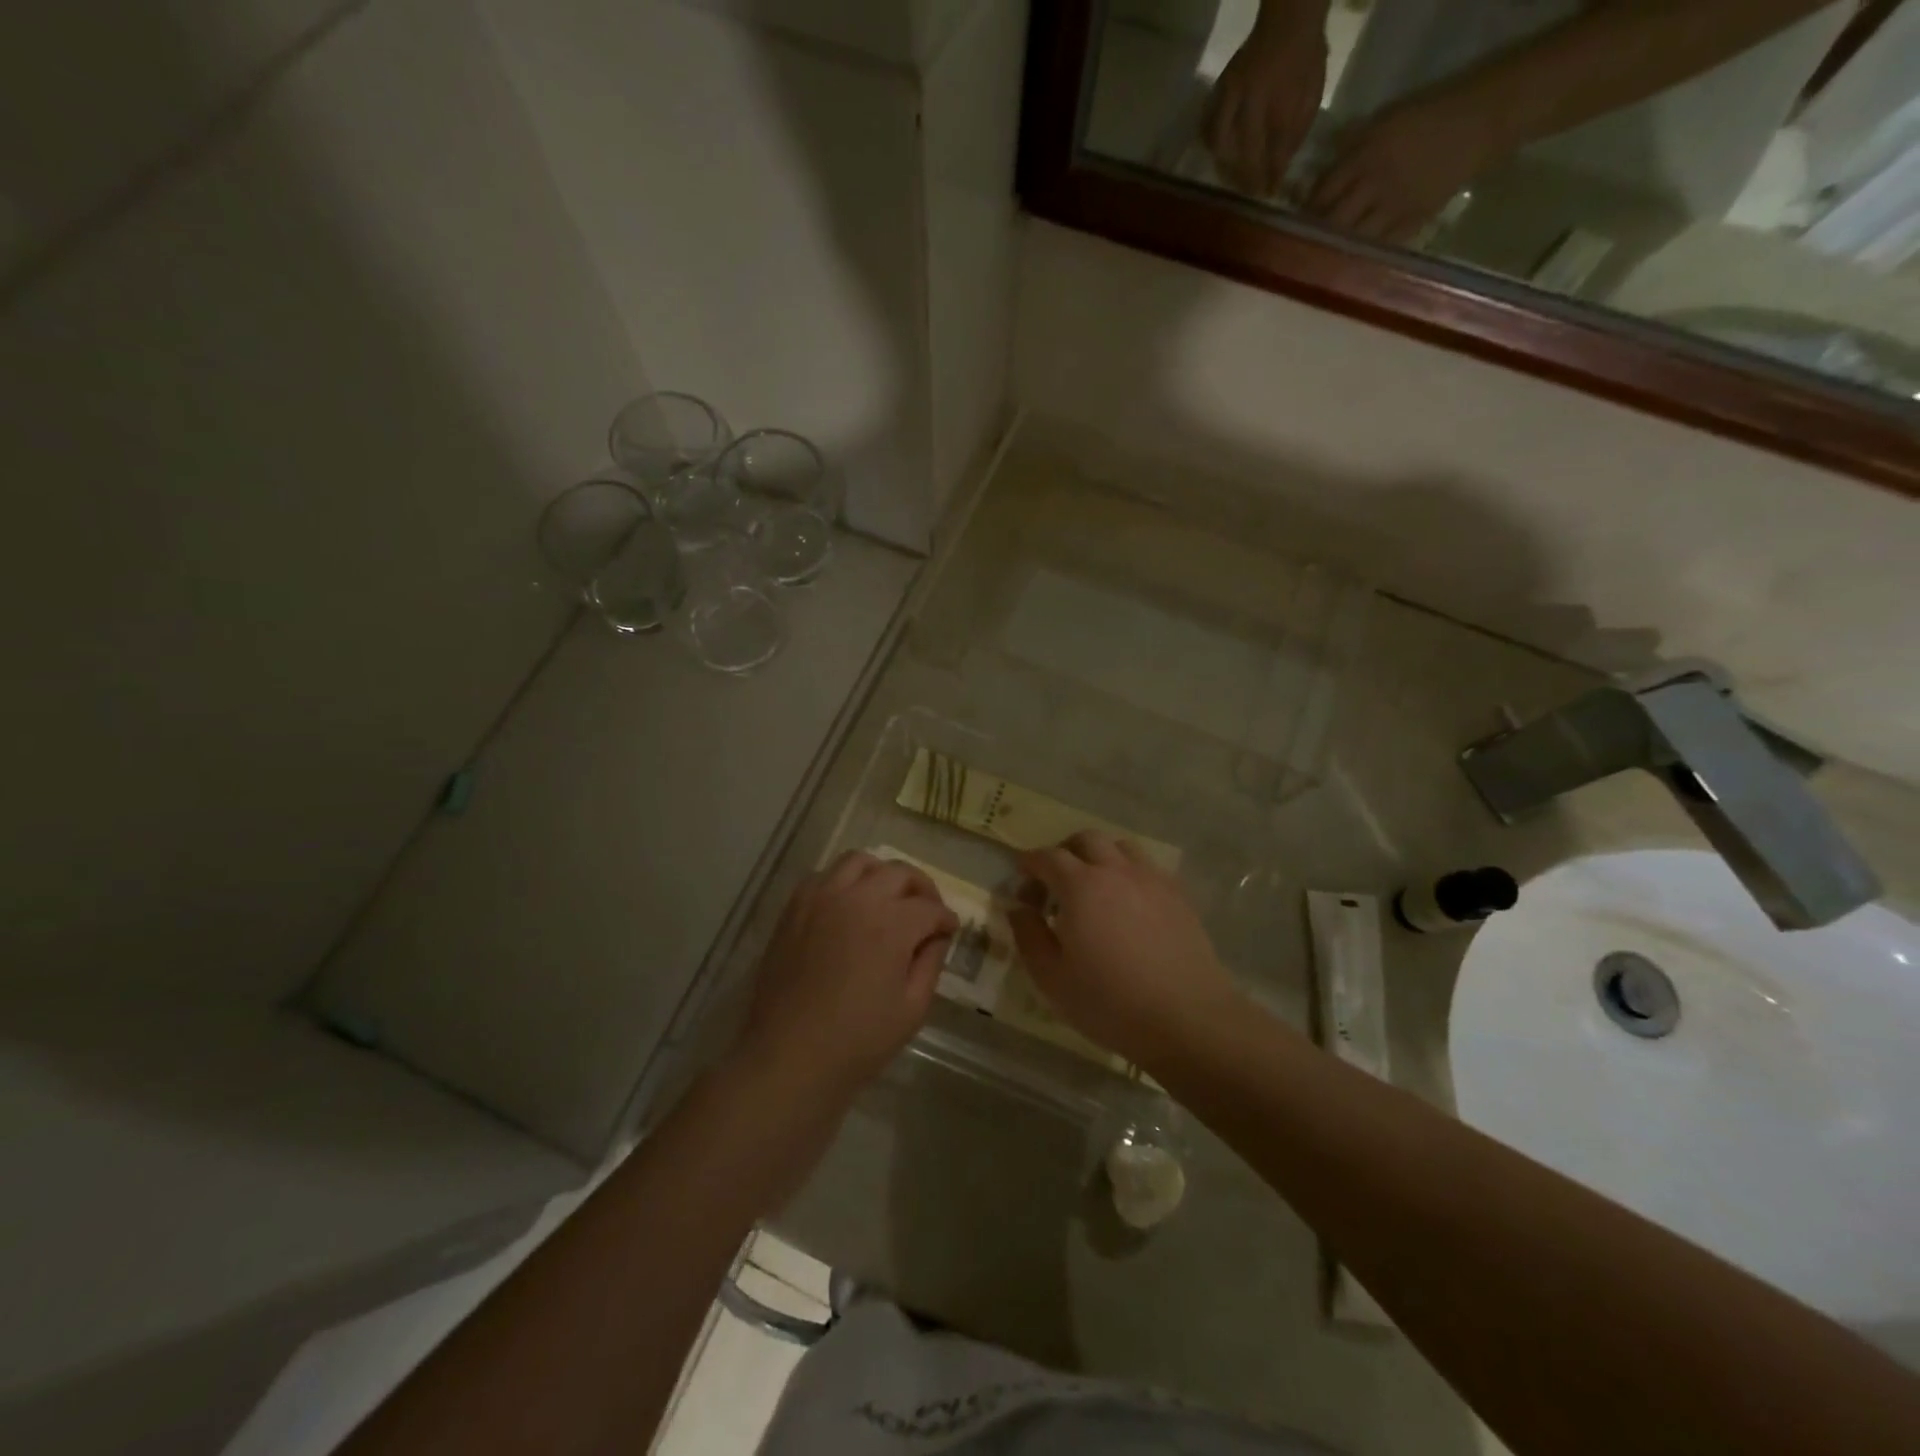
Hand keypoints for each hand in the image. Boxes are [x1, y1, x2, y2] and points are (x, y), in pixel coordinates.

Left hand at [735, 852, 957, 1106]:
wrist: (789, 1056)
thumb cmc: (858, 1041)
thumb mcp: (912, 1009)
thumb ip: (930, 963)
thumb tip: (936, 936)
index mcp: (890, 924)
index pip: (930, 908)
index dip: (946, 919)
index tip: (950, 931)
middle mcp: (857, 899)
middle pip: (899, 873)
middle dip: (922, 889)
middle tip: (927, 911)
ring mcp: (821, 898)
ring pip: (860, 861)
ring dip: (882, 874)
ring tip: (888, 898)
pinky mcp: (795, 907)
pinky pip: (825, 875)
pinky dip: (844, 881)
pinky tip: (850, 905)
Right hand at [1009, 832, 1242, 1070]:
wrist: (1186, 1018)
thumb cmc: (1109, 1002)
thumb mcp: (1051, 977)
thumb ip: (1028, 935)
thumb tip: (1018, 908)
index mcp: (1081, 885)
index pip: (1048, 857)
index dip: (1029, 864)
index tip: (1021, 881)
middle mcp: (1116, 870)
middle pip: (1086, 840)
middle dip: (1064, 852)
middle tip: (1055, 882)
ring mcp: (1152, 880)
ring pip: (1121, 847)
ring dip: (1100, 857)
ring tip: (1093, 888)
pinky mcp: (1178, 895)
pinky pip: (1148, 868)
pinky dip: (1129, 873)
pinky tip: (1128, 904)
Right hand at [1205, 4, 1328, 197]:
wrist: (1290, 19)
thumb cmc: (1305, 58)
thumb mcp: (1311, 94)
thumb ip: (1296, 133)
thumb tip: (1279, 170)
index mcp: (1277, 101)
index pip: (1271, 151)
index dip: (1270, 176)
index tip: (1269, 194)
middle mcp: (1250, 100)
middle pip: (1241, 152)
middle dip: (1245, 176)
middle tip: (1249, 191)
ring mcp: (1231, 93)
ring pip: (1219, 141)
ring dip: (1223, 163)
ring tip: (1229, 176)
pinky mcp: (1221, 89)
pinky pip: (1208, 123)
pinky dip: (1209, 141)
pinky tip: (1216, 153)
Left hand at [1310, 93, 1501, 243]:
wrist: (1480, 121)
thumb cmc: (1427, 116)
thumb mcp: (1383, 123)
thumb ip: (1349, 152)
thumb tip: (1315, 184)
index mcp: (1365, 155)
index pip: (1322, 193)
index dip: (1306, 212)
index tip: (1293, 224)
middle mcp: (1375, 183)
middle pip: (1332, 221)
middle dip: (1314, 237)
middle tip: (1301, 248)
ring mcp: (1394, 206)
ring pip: (1352, 239)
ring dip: (1335, 251)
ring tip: (1321, 261)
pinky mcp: (1413, 222)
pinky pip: (1379, 246)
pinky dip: (1362, 256)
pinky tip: (1350, 264)